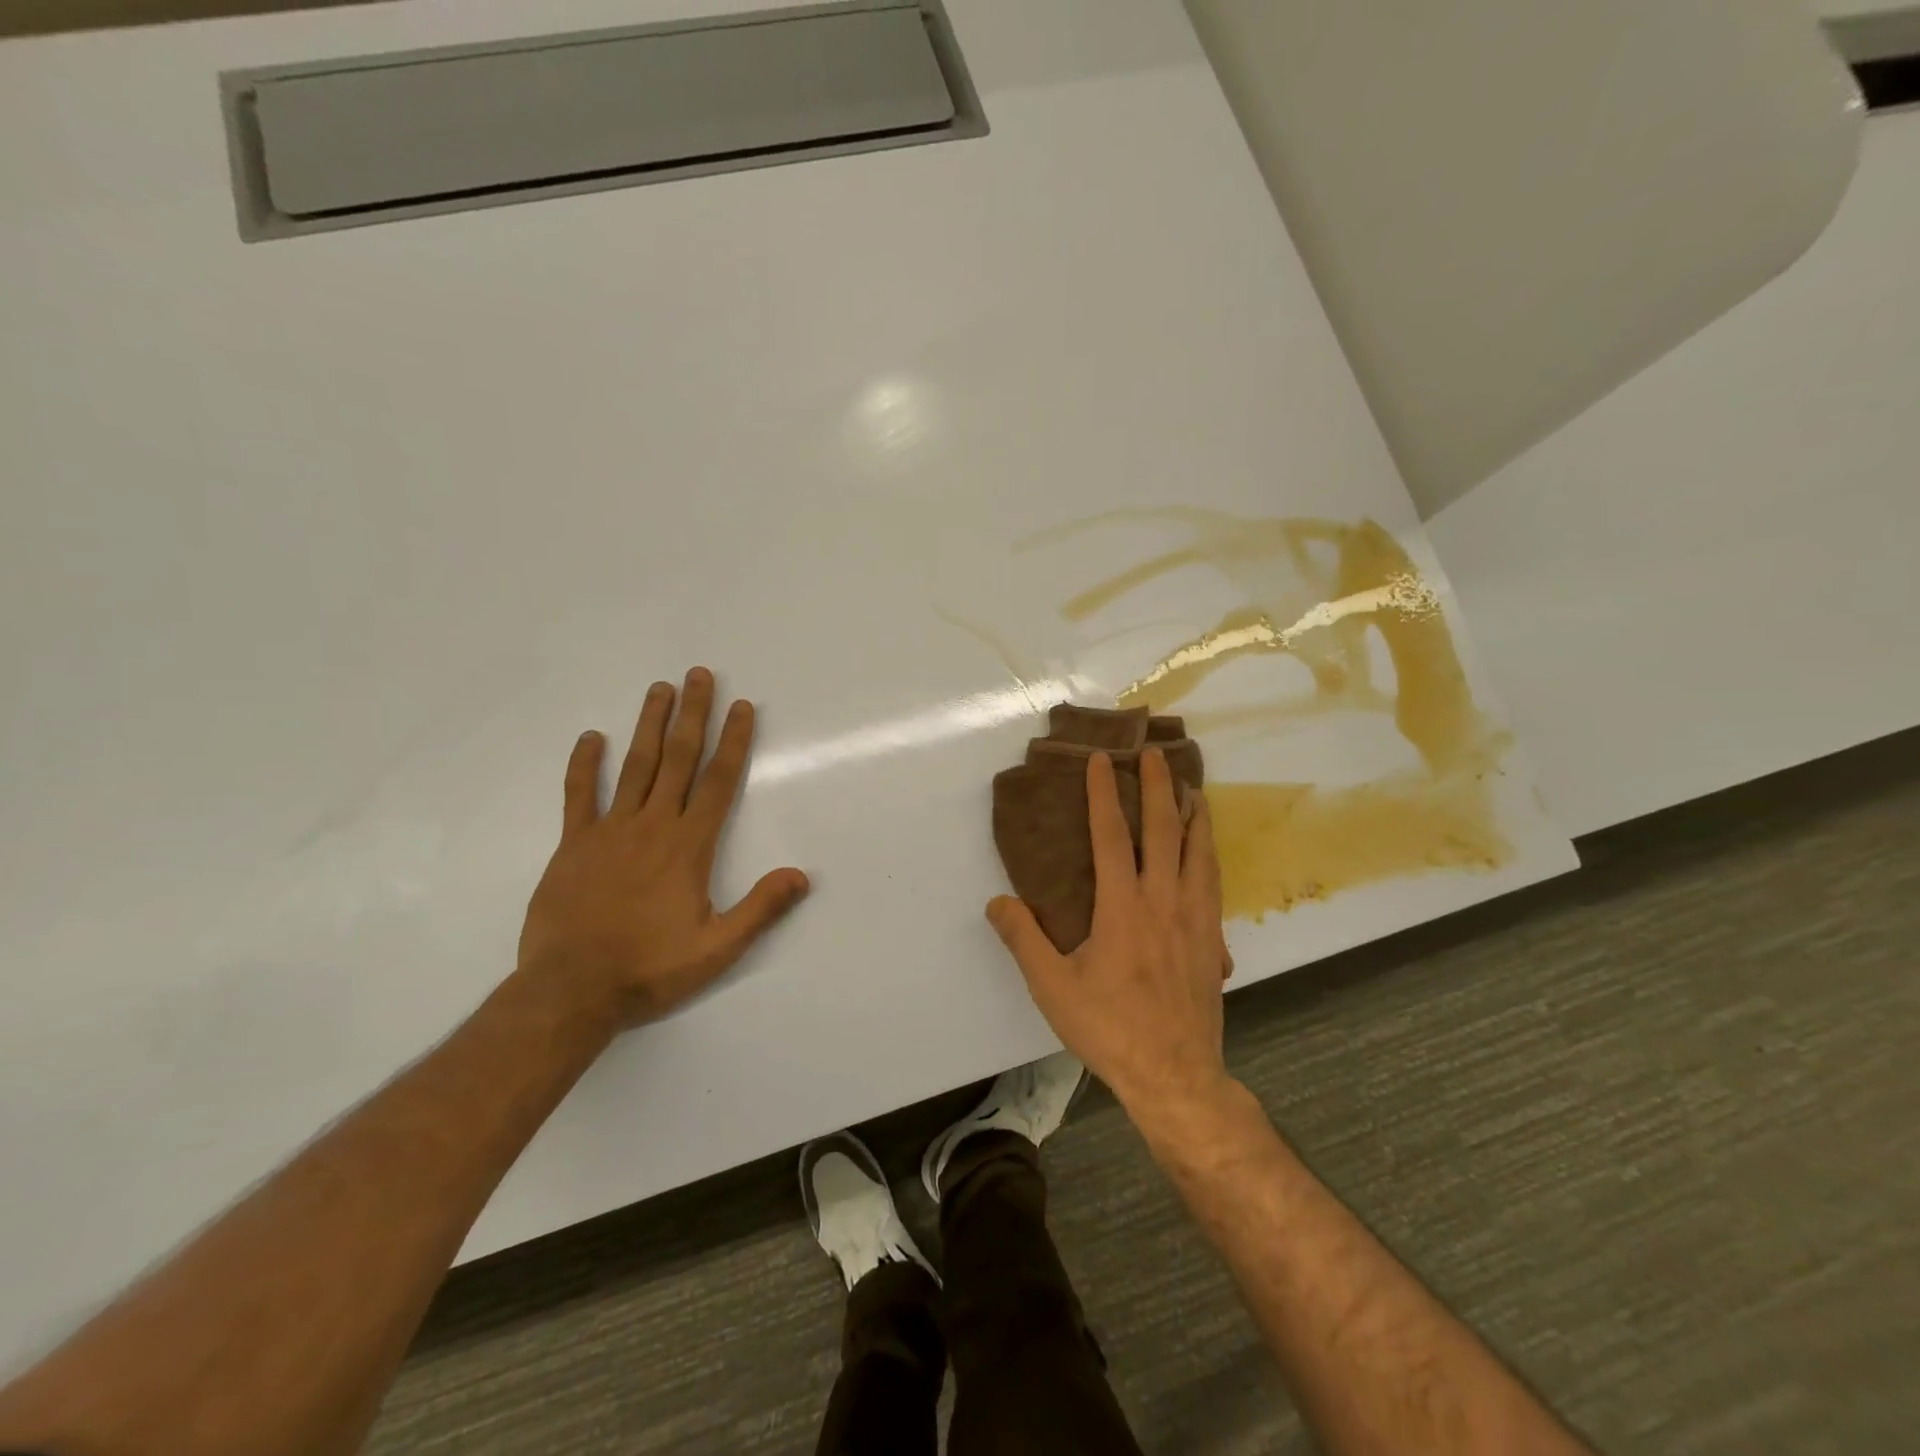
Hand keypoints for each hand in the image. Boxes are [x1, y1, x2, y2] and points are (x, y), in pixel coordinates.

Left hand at [517, 667, 810, 1030]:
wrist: (570, 990)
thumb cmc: (649, 968)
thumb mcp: (718, 948)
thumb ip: (761, 909)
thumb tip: (802, 875)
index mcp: (689, 846)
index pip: (719, 781)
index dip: (734, 741)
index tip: (743, 706)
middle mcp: (653, 825)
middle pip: (678, 759)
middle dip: (692, 714)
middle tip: (699, 675)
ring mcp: (609, 831)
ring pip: (635, 766)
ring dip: (649, 724)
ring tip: (659, 688)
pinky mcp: (573, 845)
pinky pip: (578, 795)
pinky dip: (584, 765)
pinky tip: (591, 737)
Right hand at [987, 749, 1234, 1119]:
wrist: (1176, 1075)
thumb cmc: (1109, 1029)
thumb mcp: (1052, 987)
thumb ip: (1023, 940)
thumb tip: (998, 901)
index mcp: (1122, 907)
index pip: (1112, 836)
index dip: (1105, 794)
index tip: (1103, 760)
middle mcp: (1164, 901)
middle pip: (1165, 830)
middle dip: (1158, 787)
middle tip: (1153, 754)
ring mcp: (1195, 918)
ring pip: (1199, 851)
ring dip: (1193, 814)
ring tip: (1190, 788)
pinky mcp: (1212, 939)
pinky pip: (1213, 881)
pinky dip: (1209, 852)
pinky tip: (1206, 850)